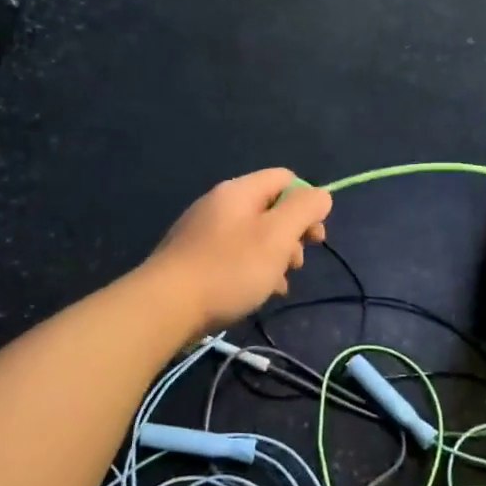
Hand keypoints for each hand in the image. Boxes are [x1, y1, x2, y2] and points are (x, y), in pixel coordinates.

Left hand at [146, 169, 332, 332]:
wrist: (165, 306)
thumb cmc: (229, 269)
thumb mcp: (277, 236)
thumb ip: (304, 210)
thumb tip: (320, 196)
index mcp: (239, 191)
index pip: (285, 179)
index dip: (307, 202)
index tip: (313, 237)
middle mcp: (219, 203)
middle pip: (270, 207)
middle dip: (291, 235)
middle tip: (295, 264)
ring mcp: (203, 230)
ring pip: (253, 235)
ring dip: (274, 257)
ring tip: (277, 286)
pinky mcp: (193, 257)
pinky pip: (233, 254)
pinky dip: (251, 269)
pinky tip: (256, 294)